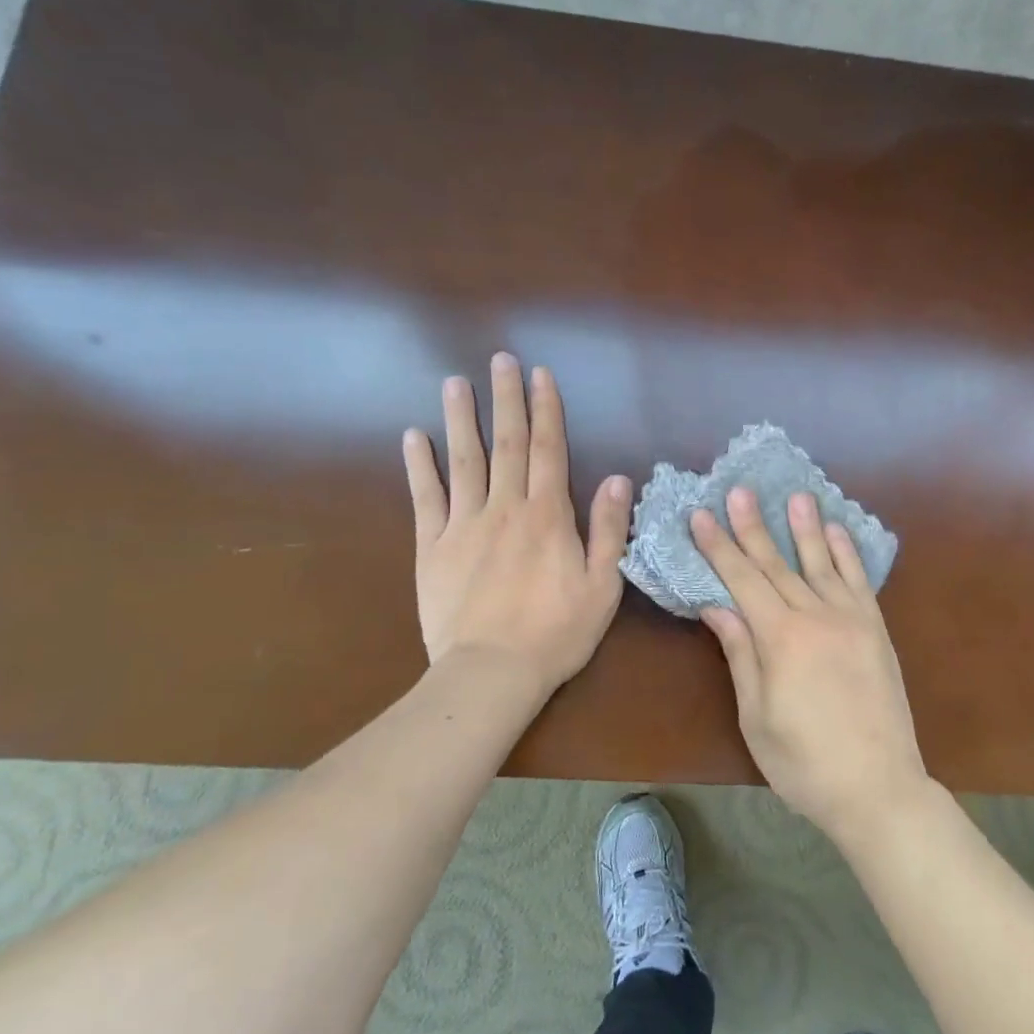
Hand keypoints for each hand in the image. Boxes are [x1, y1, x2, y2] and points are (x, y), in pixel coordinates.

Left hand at [403, 353, 630, 697]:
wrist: (491, 673)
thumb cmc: (556, 632)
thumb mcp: (603, 585)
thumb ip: (609, 530)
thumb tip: (619, 479)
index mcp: (547, 515)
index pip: (547, 449)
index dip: (546, 410)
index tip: (540, 375)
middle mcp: (505, 508)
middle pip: (506, 443)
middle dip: (505, 399)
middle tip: (500, 360)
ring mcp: (463, 525)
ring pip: (463, 461)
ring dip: (460, 419)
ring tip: (455, 383)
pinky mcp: (431, 548)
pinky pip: (425, 498)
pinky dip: (419, 466)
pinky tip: (414, 437)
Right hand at [692, 488, 928, 844]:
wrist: (879, 787)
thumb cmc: (804, 762)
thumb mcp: (756, 717)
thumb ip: (740, 654)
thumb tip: (717, 606)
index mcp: (780, 638)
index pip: (741, 580)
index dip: (718, 547)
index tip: (700, 516)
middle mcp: (816, 616)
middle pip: (776, 564)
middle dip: (752, 526)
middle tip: (738, 490)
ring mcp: (851, 619)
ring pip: (821, 562)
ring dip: (805, 527)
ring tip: (795, 495)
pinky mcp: (876, 629)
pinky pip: (859, 581)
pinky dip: (847, 553)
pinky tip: (838, 532)